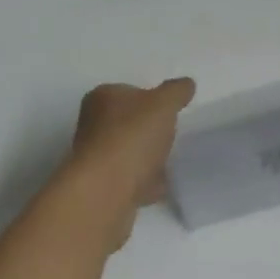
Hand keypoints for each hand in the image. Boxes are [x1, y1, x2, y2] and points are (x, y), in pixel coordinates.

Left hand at [63, 78, 195, 242]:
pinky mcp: (100, 189)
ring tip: (169, 163)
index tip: (168, 110)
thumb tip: (186, 84)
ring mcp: (94, 160)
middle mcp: (92, 125)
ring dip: (146, 158)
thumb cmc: (132, 136)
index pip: (128, 91)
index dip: (150, 98)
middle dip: (148, 130)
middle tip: (171, 135)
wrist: (104, 194)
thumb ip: (177, 91)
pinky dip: (144, 182)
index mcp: (102, 98)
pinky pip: (129, 180)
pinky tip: (161, 186)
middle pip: (127, 123)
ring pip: (127, 153)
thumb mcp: (164, 103)